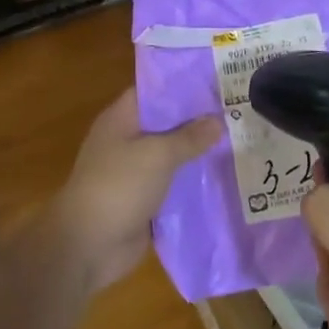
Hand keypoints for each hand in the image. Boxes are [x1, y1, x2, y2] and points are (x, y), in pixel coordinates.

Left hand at [51, 88, 220, 294]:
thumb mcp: (157, 154)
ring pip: (172, 156)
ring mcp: (135, 172)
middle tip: (239, 112)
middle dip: (198, 121)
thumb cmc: (118, 186)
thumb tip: (218, 121)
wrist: (89, 246)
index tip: (217, 83)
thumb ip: (189, 137)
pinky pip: (173, 185)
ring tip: (240, 142)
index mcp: (121, 119)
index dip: (184, 86)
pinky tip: (225, 178)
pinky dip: (193, 183)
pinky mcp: (145, 200)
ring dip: (199, 154)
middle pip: (167, 124)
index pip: (154, 91)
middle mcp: (127, 140)